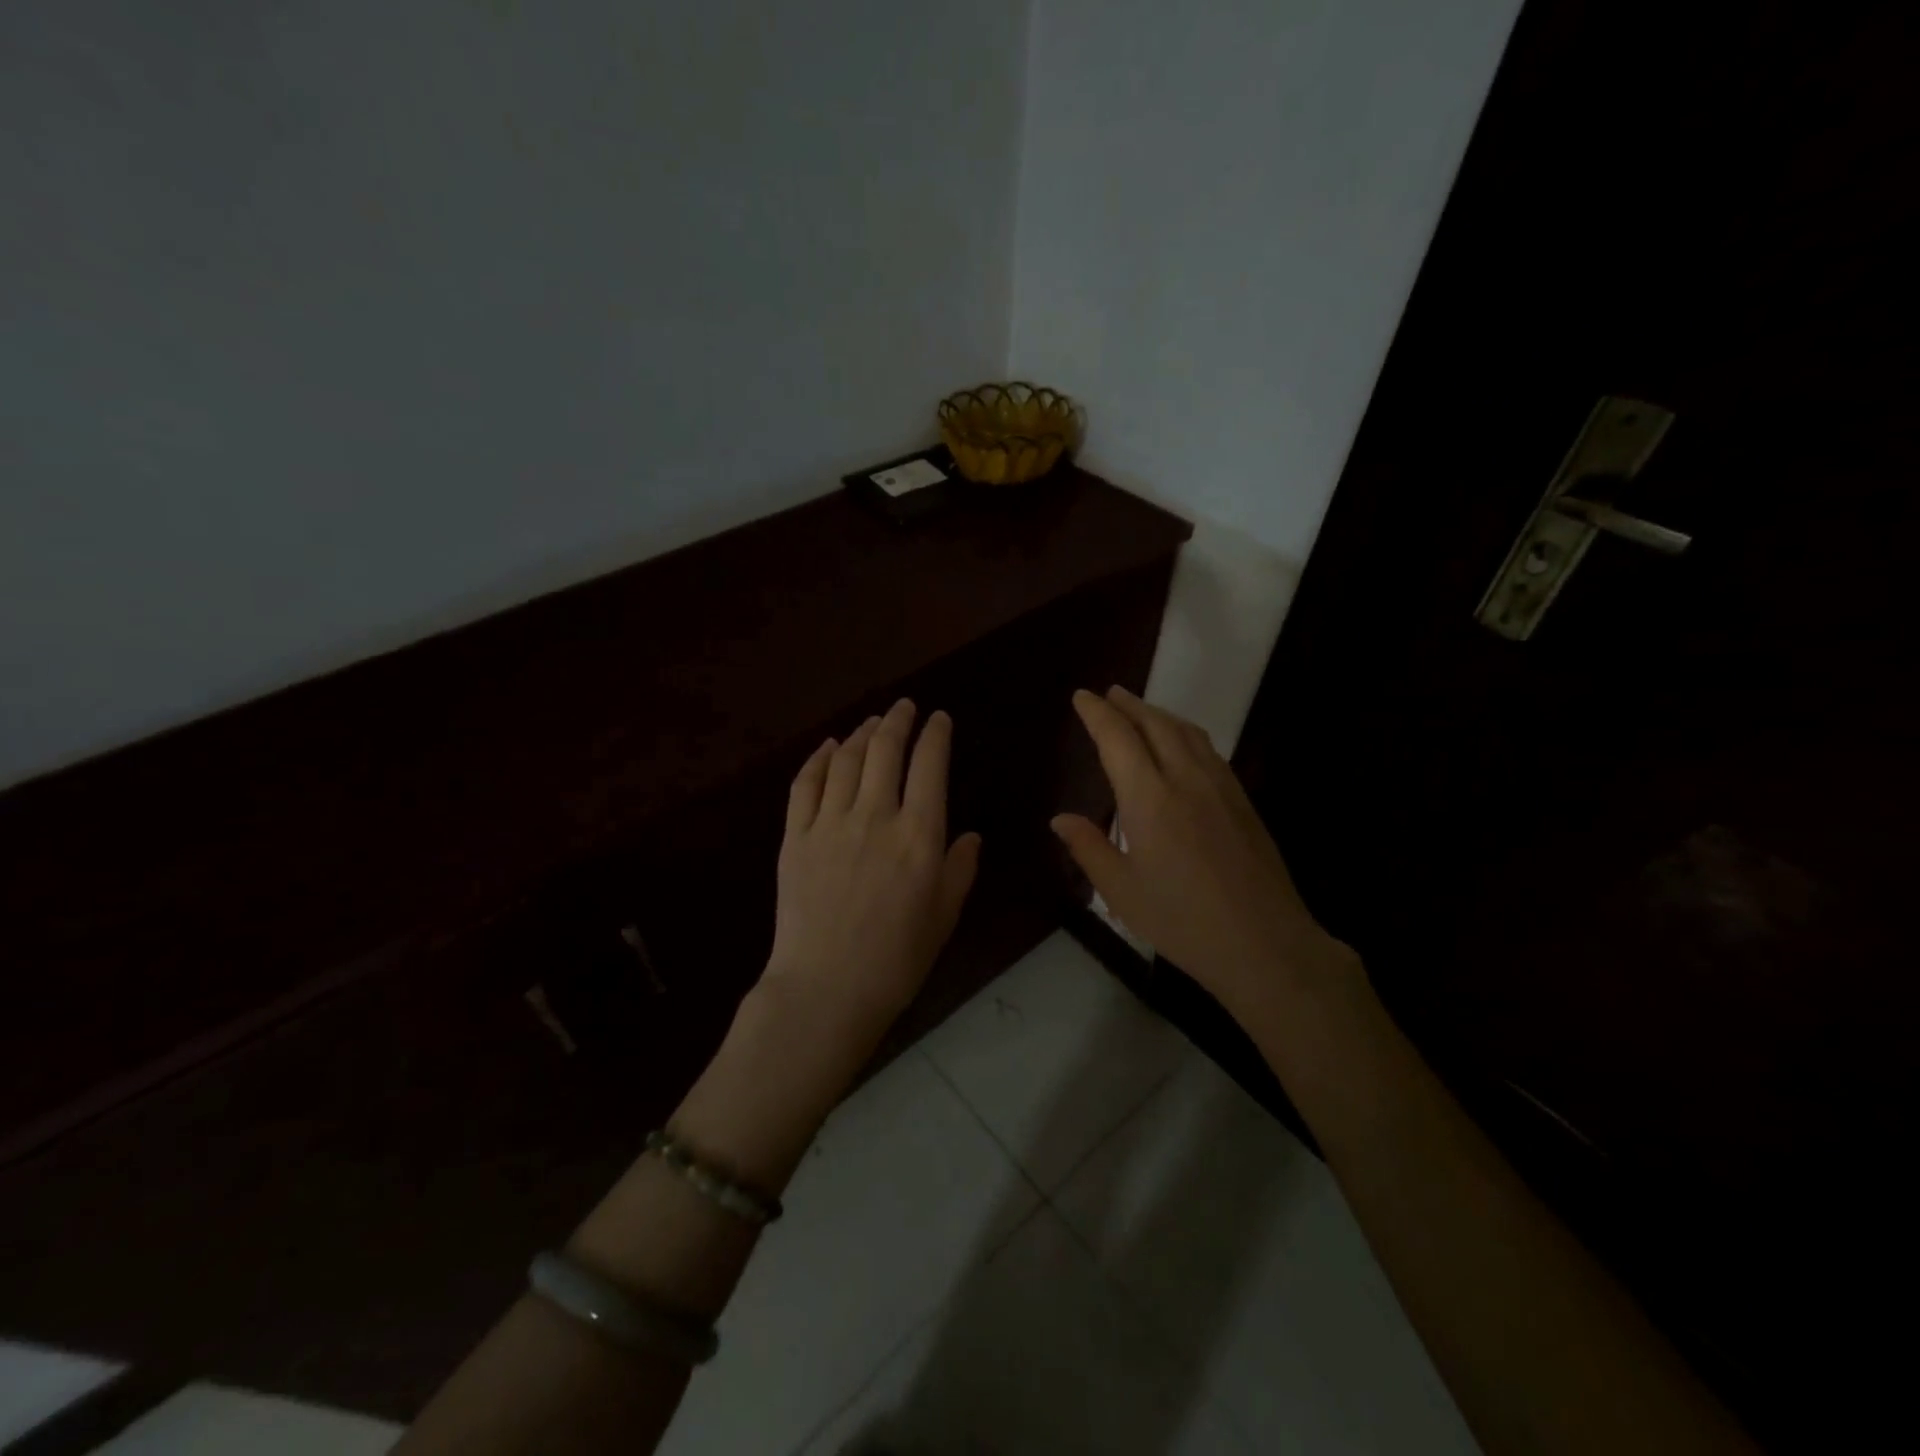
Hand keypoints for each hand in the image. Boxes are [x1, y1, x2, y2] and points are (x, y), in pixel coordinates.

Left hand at [760, 699, 981, 1060]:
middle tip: (904, 707)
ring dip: (861, 733)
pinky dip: (817, 759)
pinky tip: (827, 747)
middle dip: (898, 721)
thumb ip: (960, 869)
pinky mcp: (796, 837)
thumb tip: (971, 836)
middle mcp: (875, 816)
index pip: (930, 765)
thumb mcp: (944, 916)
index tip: (939, 719)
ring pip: (846, 760)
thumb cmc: (897, 959)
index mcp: (919, 835)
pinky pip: (805, 784)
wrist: (826, 989)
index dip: (935, 735)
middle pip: (885, 750)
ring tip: (871, 723)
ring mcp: (829, 823)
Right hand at [1051, 686, 1356, 1023]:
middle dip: (1129, 704)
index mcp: (1150, 799)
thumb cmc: (1183, 921)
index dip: (1097, 714)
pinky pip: (1209, 750)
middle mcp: (1186, 780)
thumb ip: (1089, 848)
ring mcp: (1220, 787)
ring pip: (1187, 732)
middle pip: (1155, 724)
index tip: (1082, 697)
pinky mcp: (1242, 801)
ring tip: (1140, 710)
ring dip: (1159, 713)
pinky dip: (1185, 733)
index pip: (1118, 739)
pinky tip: (1182, 745)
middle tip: (1108, 693)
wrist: (1264, 943)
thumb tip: (1060, 819)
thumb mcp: (1122, 892)